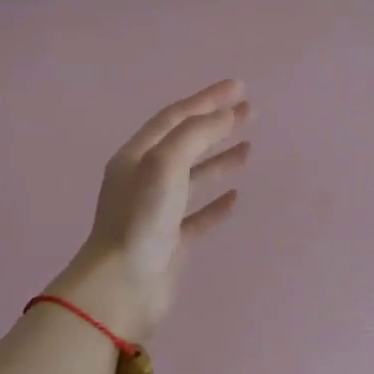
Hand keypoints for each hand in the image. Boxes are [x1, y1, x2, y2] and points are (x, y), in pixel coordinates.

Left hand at [45, 79, 251, 340]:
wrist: (123, 285)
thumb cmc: (141, 219)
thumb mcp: (166, 164)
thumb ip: (196, 135)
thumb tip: (226, 114)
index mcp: (136, 156)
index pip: (175, 117)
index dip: (207, 99)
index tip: (239, 88)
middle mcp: (144, 179)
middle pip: (185, 142)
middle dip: (216, 124)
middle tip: (250, 112)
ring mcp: (156, 211)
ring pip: (192, 177)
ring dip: (219, 160)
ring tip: (249, 148)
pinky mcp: (170, 241)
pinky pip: (196, 215)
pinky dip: (215, 204)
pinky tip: (235, 198)